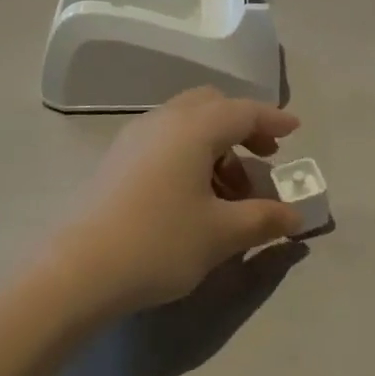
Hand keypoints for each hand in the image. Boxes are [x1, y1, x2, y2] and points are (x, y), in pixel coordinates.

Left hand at [55, 88, 303, 312]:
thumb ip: (263, 219)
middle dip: (243, 126)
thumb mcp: (221, 234)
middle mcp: (165, 119)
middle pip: (213, 106)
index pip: (244, 111)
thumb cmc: (159, 242)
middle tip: (263, 157)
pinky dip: (190, 152)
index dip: (273, 120)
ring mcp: (136, 136)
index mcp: (195, 127)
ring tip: (231, 190)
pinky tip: (193, 194)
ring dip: (216, 144)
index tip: (295, 129)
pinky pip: (166, 139)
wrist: (78, 269)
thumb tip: (295, 216)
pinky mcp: (118, 158)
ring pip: (187, 123)